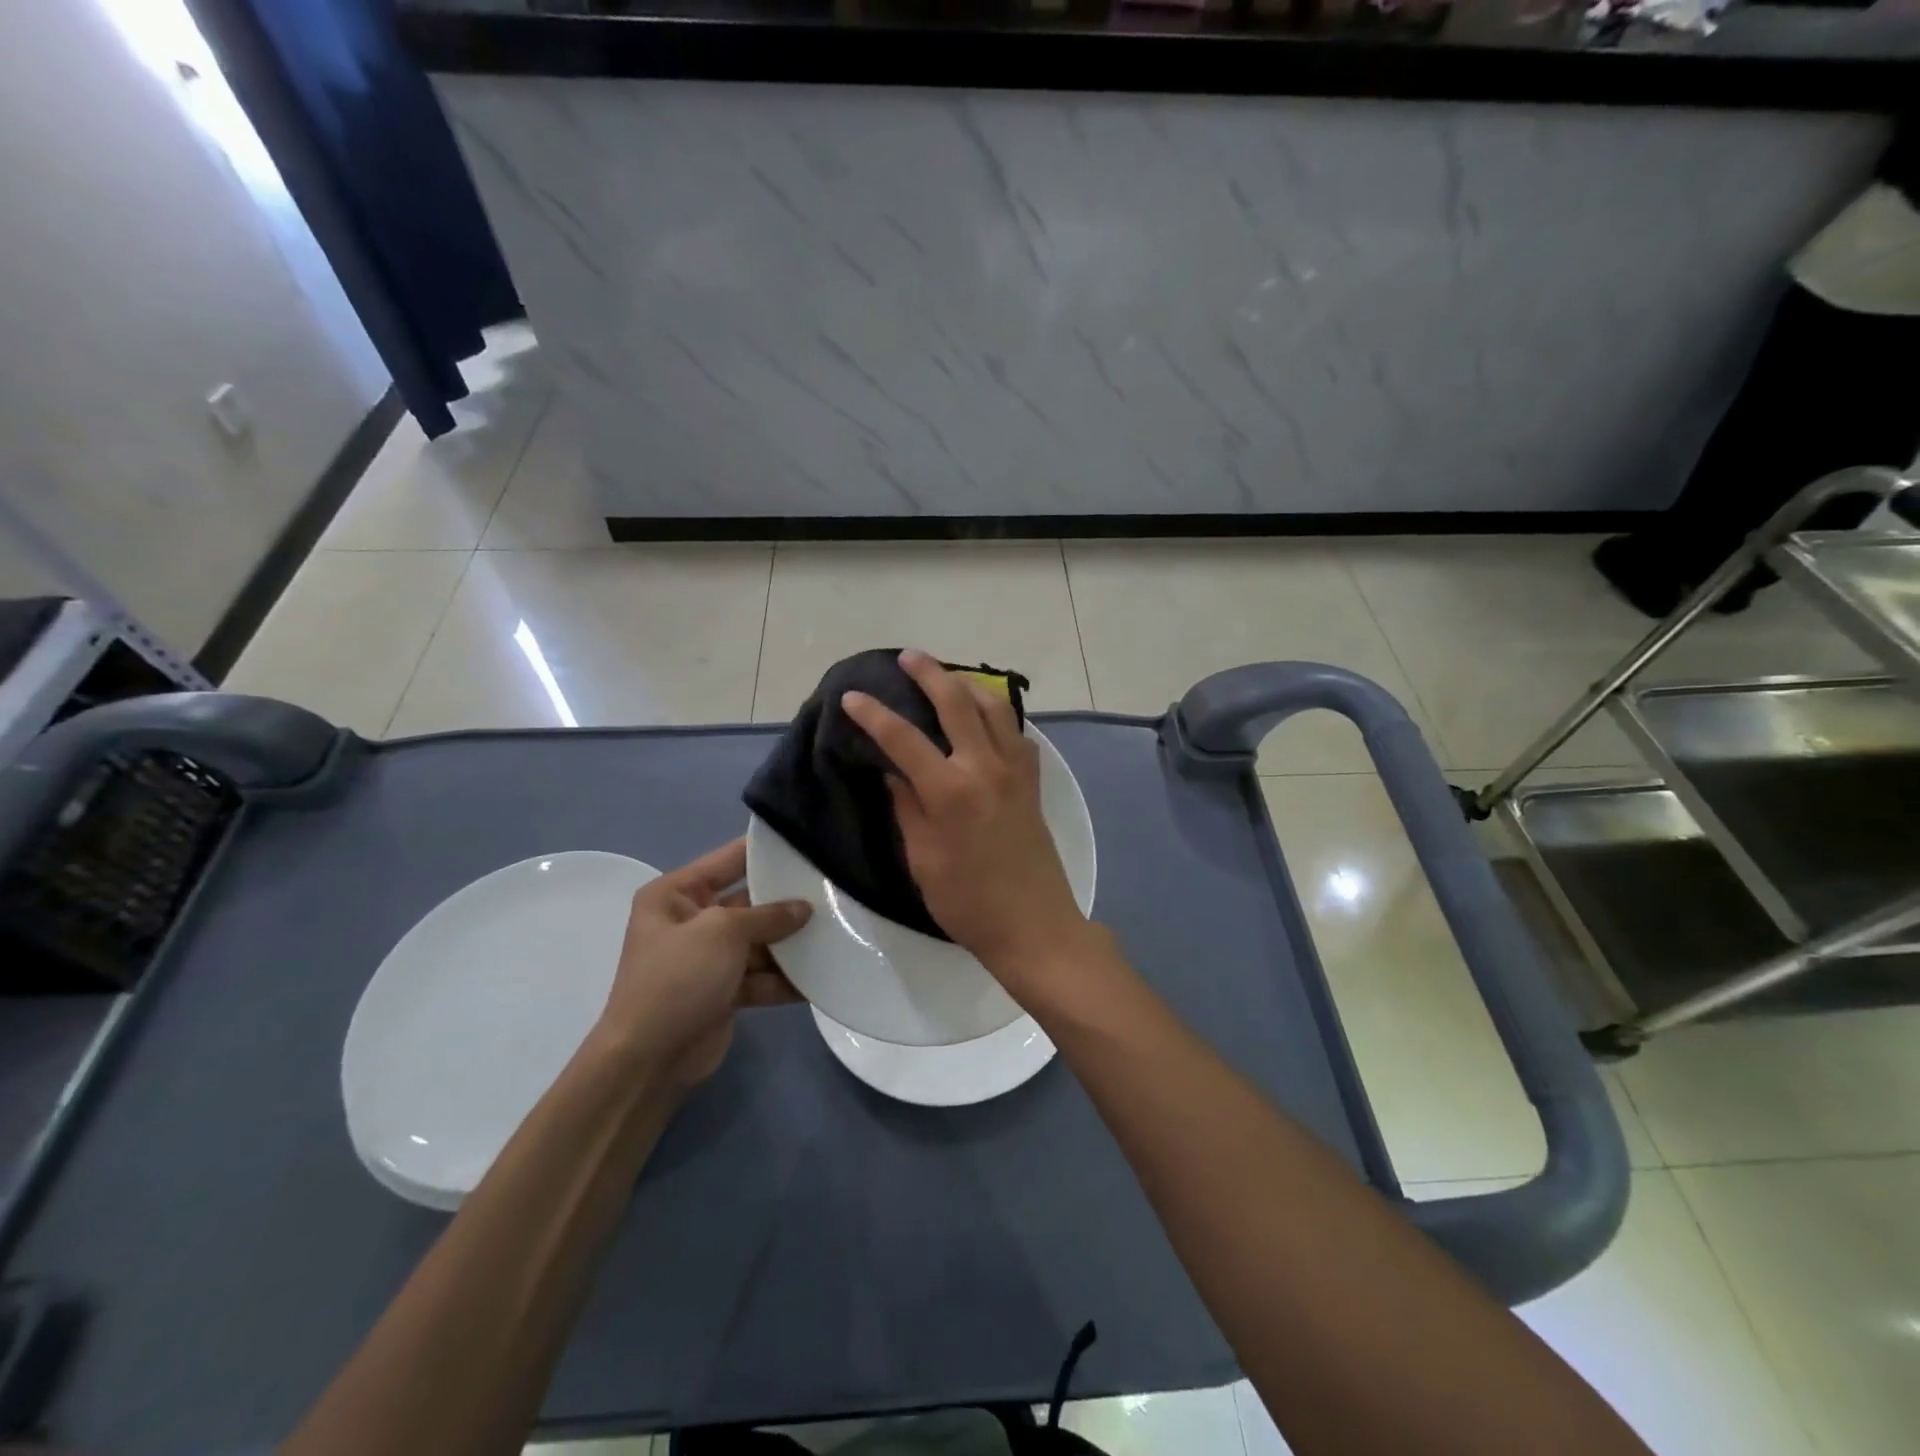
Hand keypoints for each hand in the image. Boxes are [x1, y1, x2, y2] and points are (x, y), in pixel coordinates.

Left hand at [600, 840, 809, 1089]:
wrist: (649, 1060)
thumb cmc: (677, 978)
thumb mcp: (722, 932)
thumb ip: (767, 915)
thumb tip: (804, 908)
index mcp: (676, 894)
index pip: (728, 859)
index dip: (766, 850)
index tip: (809, 840)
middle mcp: (691, 920)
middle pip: (750, 901)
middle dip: (787, 901)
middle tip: (833, 890)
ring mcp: (708, 958)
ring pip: (760, 941)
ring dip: (791, 943)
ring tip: (836, 932)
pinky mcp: (724, 991)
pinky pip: (761, 976)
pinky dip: (785, 978)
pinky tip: (821, 976)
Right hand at [841, 650, 1090, 982]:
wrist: (1034, 925)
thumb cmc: (968, 902)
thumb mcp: (922, 860)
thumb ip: (906, 808)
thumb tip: (893, 772)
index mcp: (949, 791)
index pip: (903, 738)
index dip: (873, 714)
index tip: (852, 697)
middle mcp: (985, 767)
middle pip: (956, 702)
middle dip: (929, 674)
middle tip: (908, 658)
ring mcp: (1015, 771)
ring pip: (995, 708)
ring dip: (968, 685)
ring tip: (947, 678)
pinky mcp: (1033, 782)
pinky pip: (1016, 734)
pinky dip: (998, 716)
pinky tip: (985, 720)